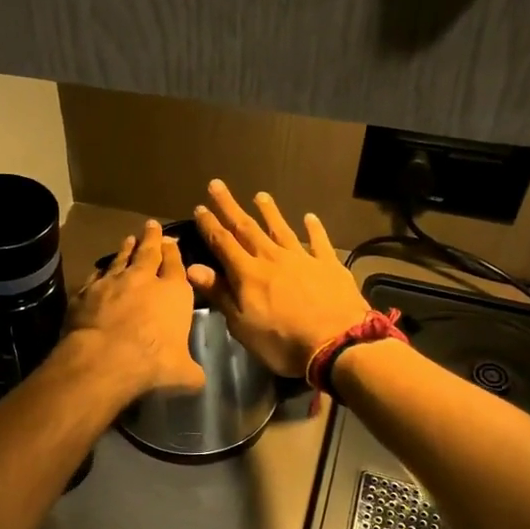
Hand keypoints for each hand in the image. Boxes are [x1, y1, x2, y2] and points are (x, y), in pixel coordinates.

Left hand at [62, 220, 206, 401]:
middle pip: (149, 252)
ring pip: (121, 259)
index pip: (176, 265)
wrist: (104, 359)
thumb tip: (198, 379)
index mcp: (174, 293)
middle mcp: (144, 280)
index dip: (175, 253)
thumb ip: (192, 372)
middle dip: (152, 238)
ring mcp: (112, 283)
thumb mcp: (183, 374)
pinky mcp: (86, 292)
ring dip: (126, 248)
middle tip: (151, 225)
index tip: (172, 241)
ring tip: (129, 239)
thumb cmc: (153, 363)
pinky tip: (100, 271)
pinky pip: (96, 277)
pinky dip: (100, 272)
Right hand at [189, 181, 371, 377]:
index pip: (223, 243)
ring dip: (269, 211)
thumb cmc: (283, 341)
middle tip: (218, 185)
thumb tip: (192, 268)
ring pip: (281, 229)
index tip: (199, 207)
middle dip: (230, 207)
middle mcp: (272, 258)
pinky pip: (319, 241)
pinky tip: (310, 217)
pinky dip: (313, 228)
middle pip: (247, 228)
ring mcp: (302, 258)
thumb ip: (219, 293)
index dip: (209, 225)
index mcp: (248, 273)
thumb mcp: (242, 325)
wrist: (337, 343)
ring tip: (260, 195)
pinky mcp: (328, 265)